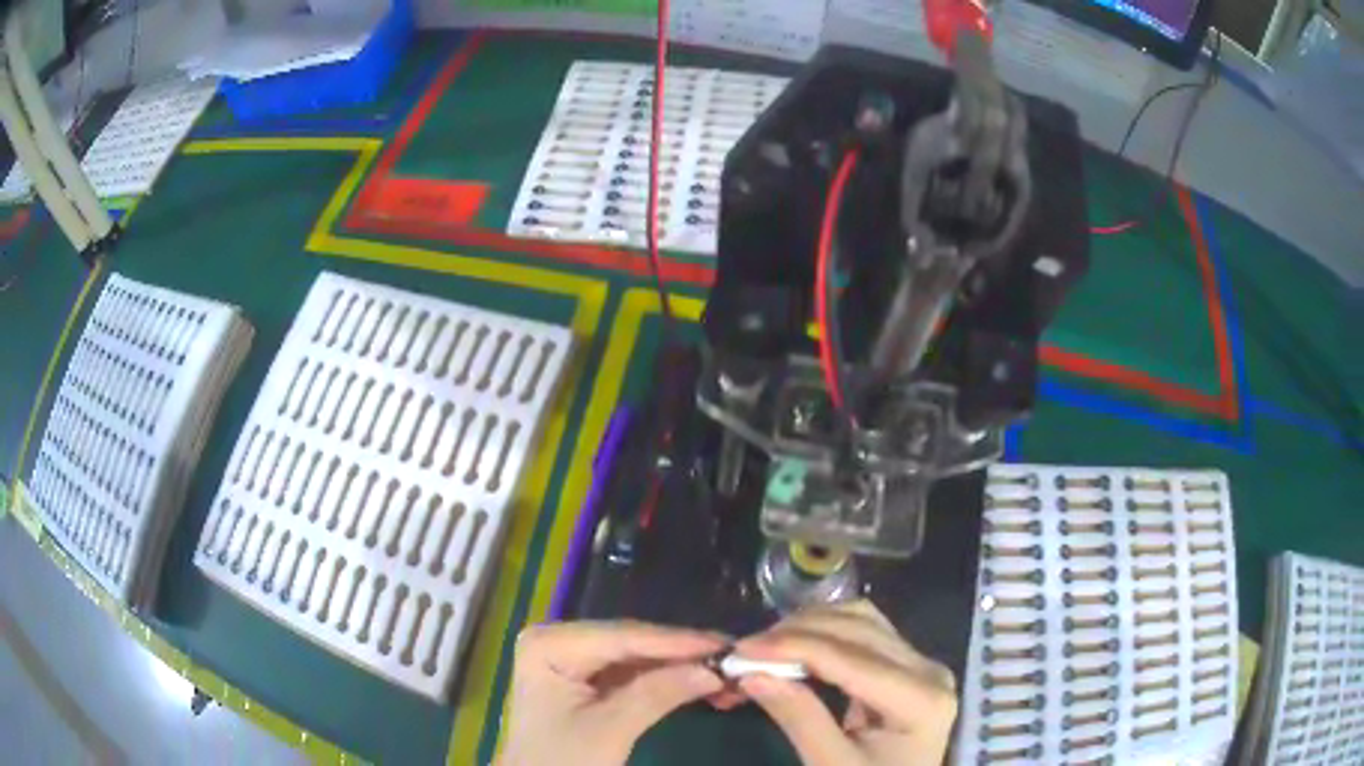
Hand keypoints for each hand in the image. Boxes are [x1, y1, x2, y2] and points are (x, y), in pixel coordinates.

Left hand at [497, 620, 727, 765]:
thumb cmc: (561, 762)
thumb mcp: (609, 731)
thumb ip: (658, 694)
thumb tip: (713, 670)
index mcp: (550, 643)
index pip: (623, 636)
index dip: (677, 641)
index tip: (727, 644)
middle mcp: (558, 640)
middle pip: (631, 642)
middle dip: (682, 654)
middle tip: (733, 658)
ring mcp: (571, 658)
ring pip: (636, 656)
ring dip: (678, 666)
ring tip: (724, 671)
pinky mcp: (584, 679)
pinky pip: (631, 672)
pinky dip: (664, 680)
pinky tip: (697, 681)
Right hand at [734, 600, 957, 765]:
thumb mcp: (832, 765)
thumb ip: (799, 719)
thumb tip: (752, 675)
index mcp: (921, 700)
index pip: (850, 658)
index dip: (793, 646)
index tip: (740, 649)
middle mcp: (929, 669)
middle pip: (860, 628)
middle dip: (797, 633)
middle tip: (745, 650)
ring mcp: (922, 664)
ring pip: (863, 620)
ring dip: (811, 626)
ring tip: (767, 647)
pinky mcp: (908, 666)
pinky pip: (866, 634)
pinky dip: (826, 633)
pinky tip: (796, 647)